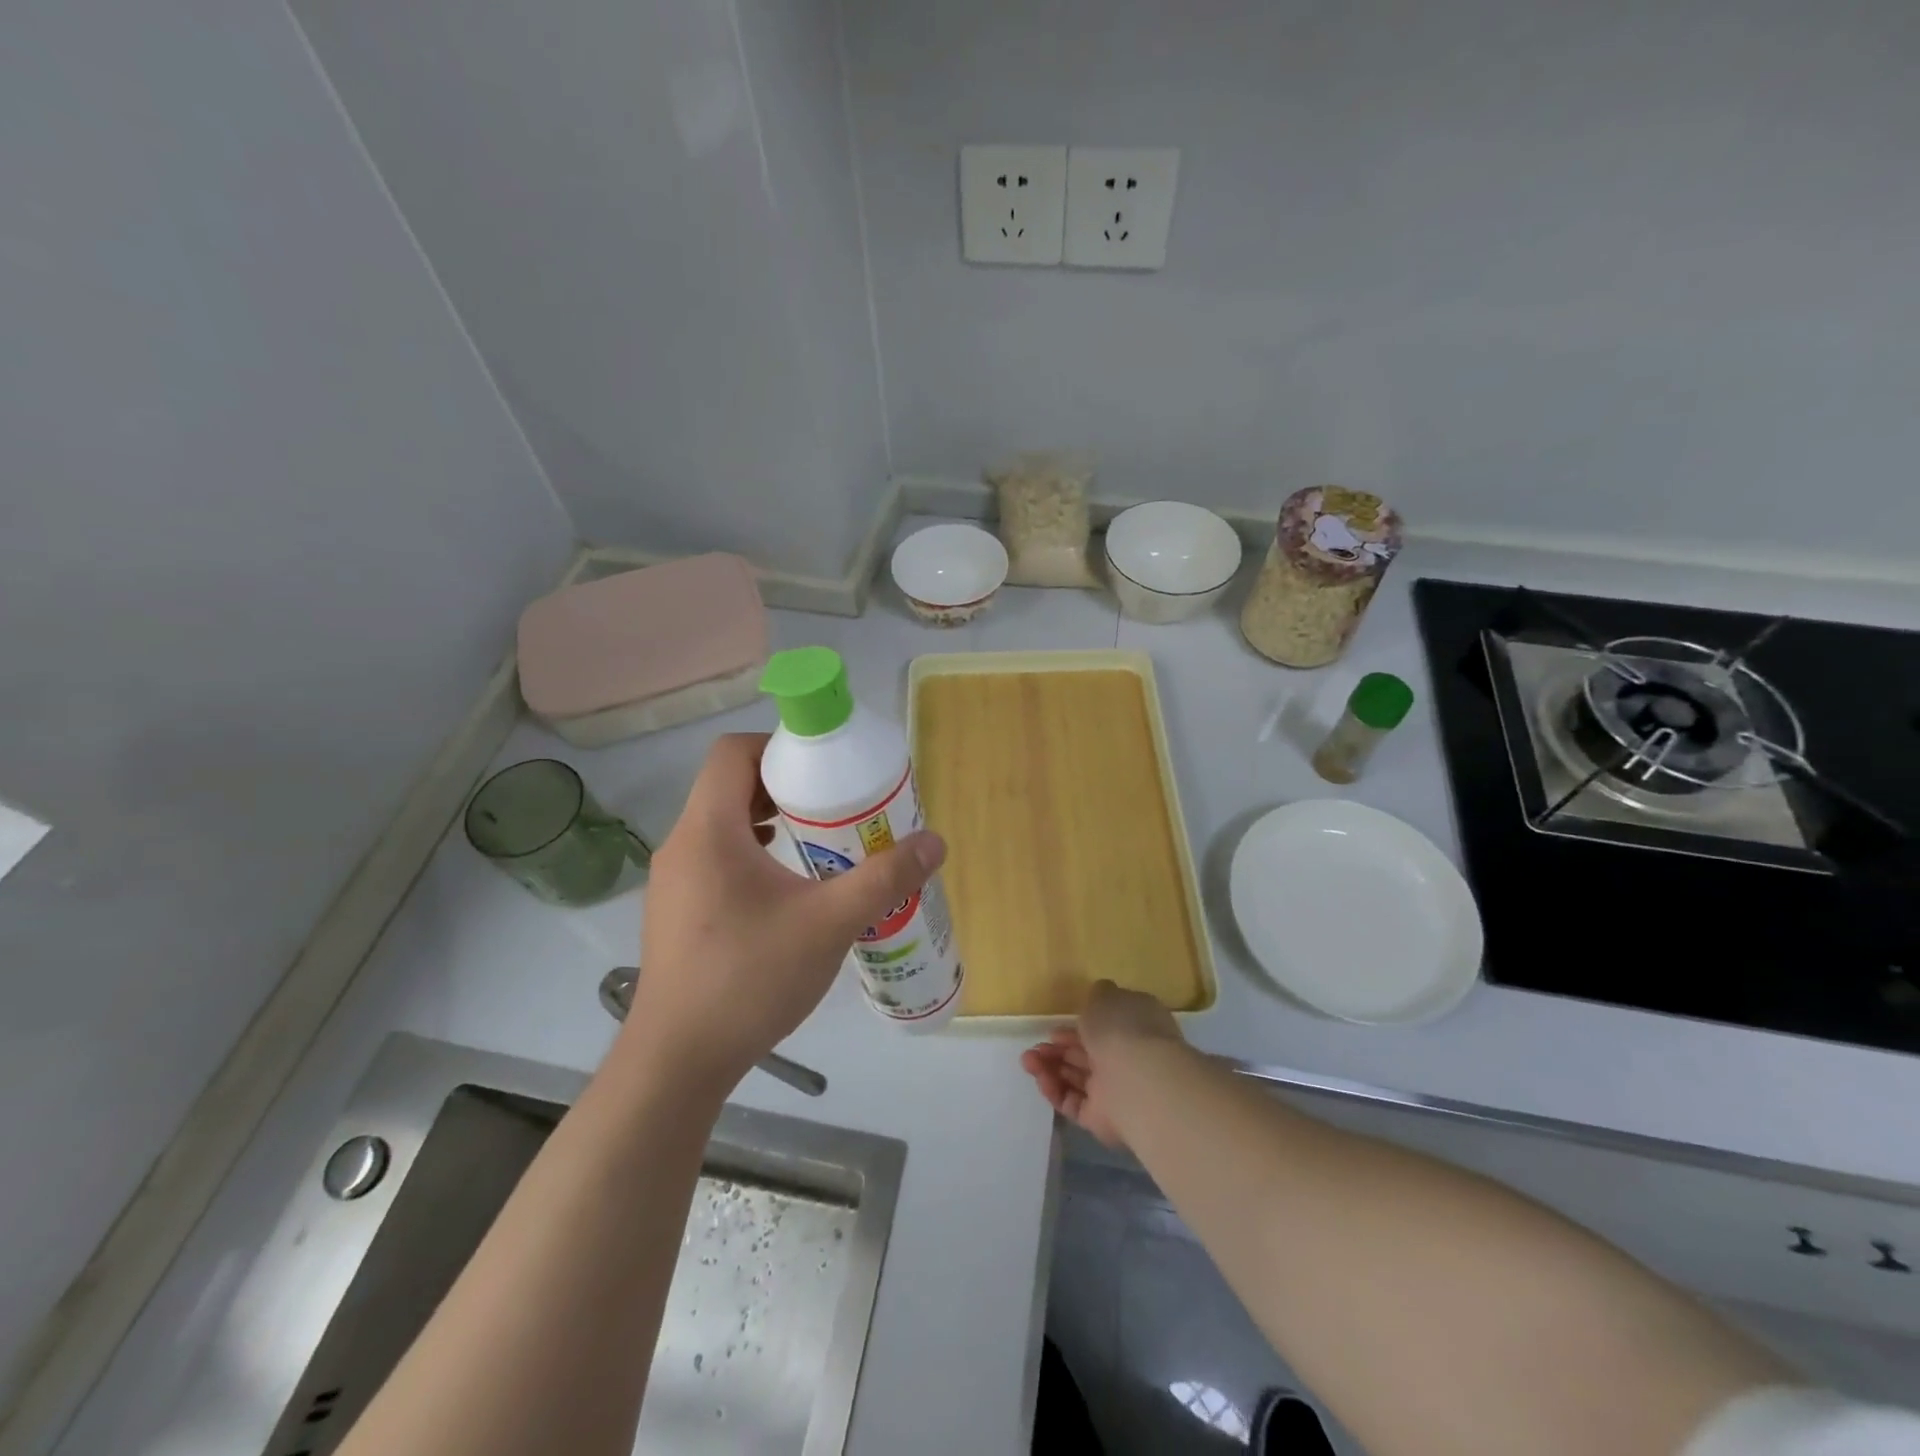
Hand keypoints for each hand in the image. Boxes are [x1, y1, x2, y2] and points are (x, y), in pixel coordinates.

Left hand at [623, 733, 944, 1093]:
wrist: (677, 1062)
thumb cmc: (748, 978)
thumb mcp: (828, 924)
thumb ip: (884, 879)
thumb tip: (935, 843)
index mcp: (709, 830)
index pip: (731, 752)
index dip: (778, 747)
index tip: (824, 768)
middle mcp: (682, 845)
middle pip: (728, 785)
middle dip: (784, 786)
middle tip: (834, 806)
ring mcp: (672, 881)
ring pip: (721, 824)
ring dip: (768, 820)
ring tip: (817, 843)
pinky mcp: (675, 912)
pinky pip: (715, 858)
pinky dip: (751, 854)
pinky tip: (787, 890)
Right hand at [1020, 979, 1184, 1148]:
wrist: (1138, 1080)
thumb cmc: (1121, 1029)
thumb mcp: (1105, 997)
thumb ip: (1098, 995)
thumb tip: (1100, 995)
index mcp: (1134, 1028)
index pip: (1105, 1028)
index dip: (1077, 1027)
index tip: (1054, 1028)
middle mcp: (1128, 1059)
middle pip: (1087, 1055)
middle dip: (1058, 1050)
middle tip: (1036, 1048)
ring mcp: (1116, 1091)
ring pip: (1077, 1078)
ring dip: (1050, 1068)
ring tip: (1027, 1061)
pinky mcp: (1103, 1119)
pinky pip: (1074, 1103)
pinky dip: (1055, 1091)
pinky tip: (1040, 1079)